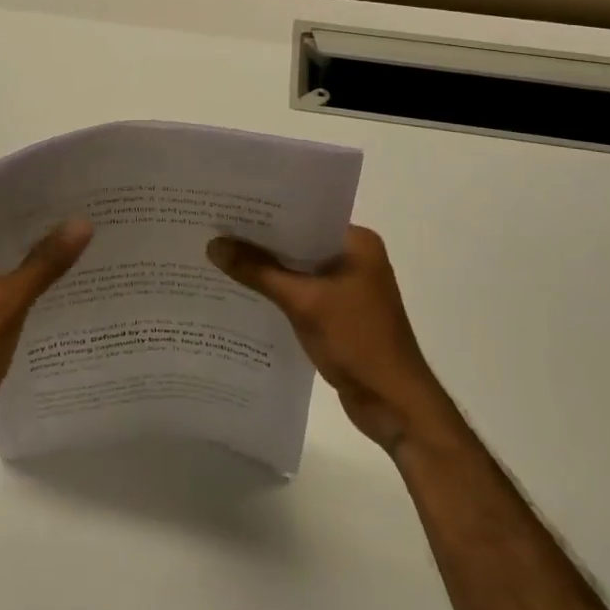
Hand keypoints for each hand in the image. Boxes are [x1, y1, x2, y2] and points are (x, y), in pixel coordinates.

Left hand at [0, 219, 92, 460]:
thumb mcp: (6, 304)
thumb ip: (44, 263)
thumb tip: (82, 222)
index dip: (31, 208)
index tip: (73, 200)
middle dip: (38, 238)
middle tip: (87, 224)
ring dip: (33, 268)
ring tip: (83, 254)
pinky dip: (23, 294)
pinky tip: (59, 294)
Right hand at [208, 225, 436, 453]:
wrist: (395, 405)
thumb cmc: (358, 341)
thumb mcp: (303, 302)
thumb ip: (258, 271)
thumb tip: (214, 245)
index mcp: (357, 242)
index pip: (304, 214)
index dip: (266, 211)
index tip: (227, 204)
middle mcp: (353, 258)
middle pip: (297, 241)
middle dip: (260, 240)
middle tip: (214, 228)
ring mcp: (347, 287)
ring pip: (296, 268)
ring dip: (265, 268)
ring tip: (219, 256)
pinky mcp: (338, 313)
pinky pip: (299, 292)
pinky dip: (275, 291)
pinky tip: (241, 291)